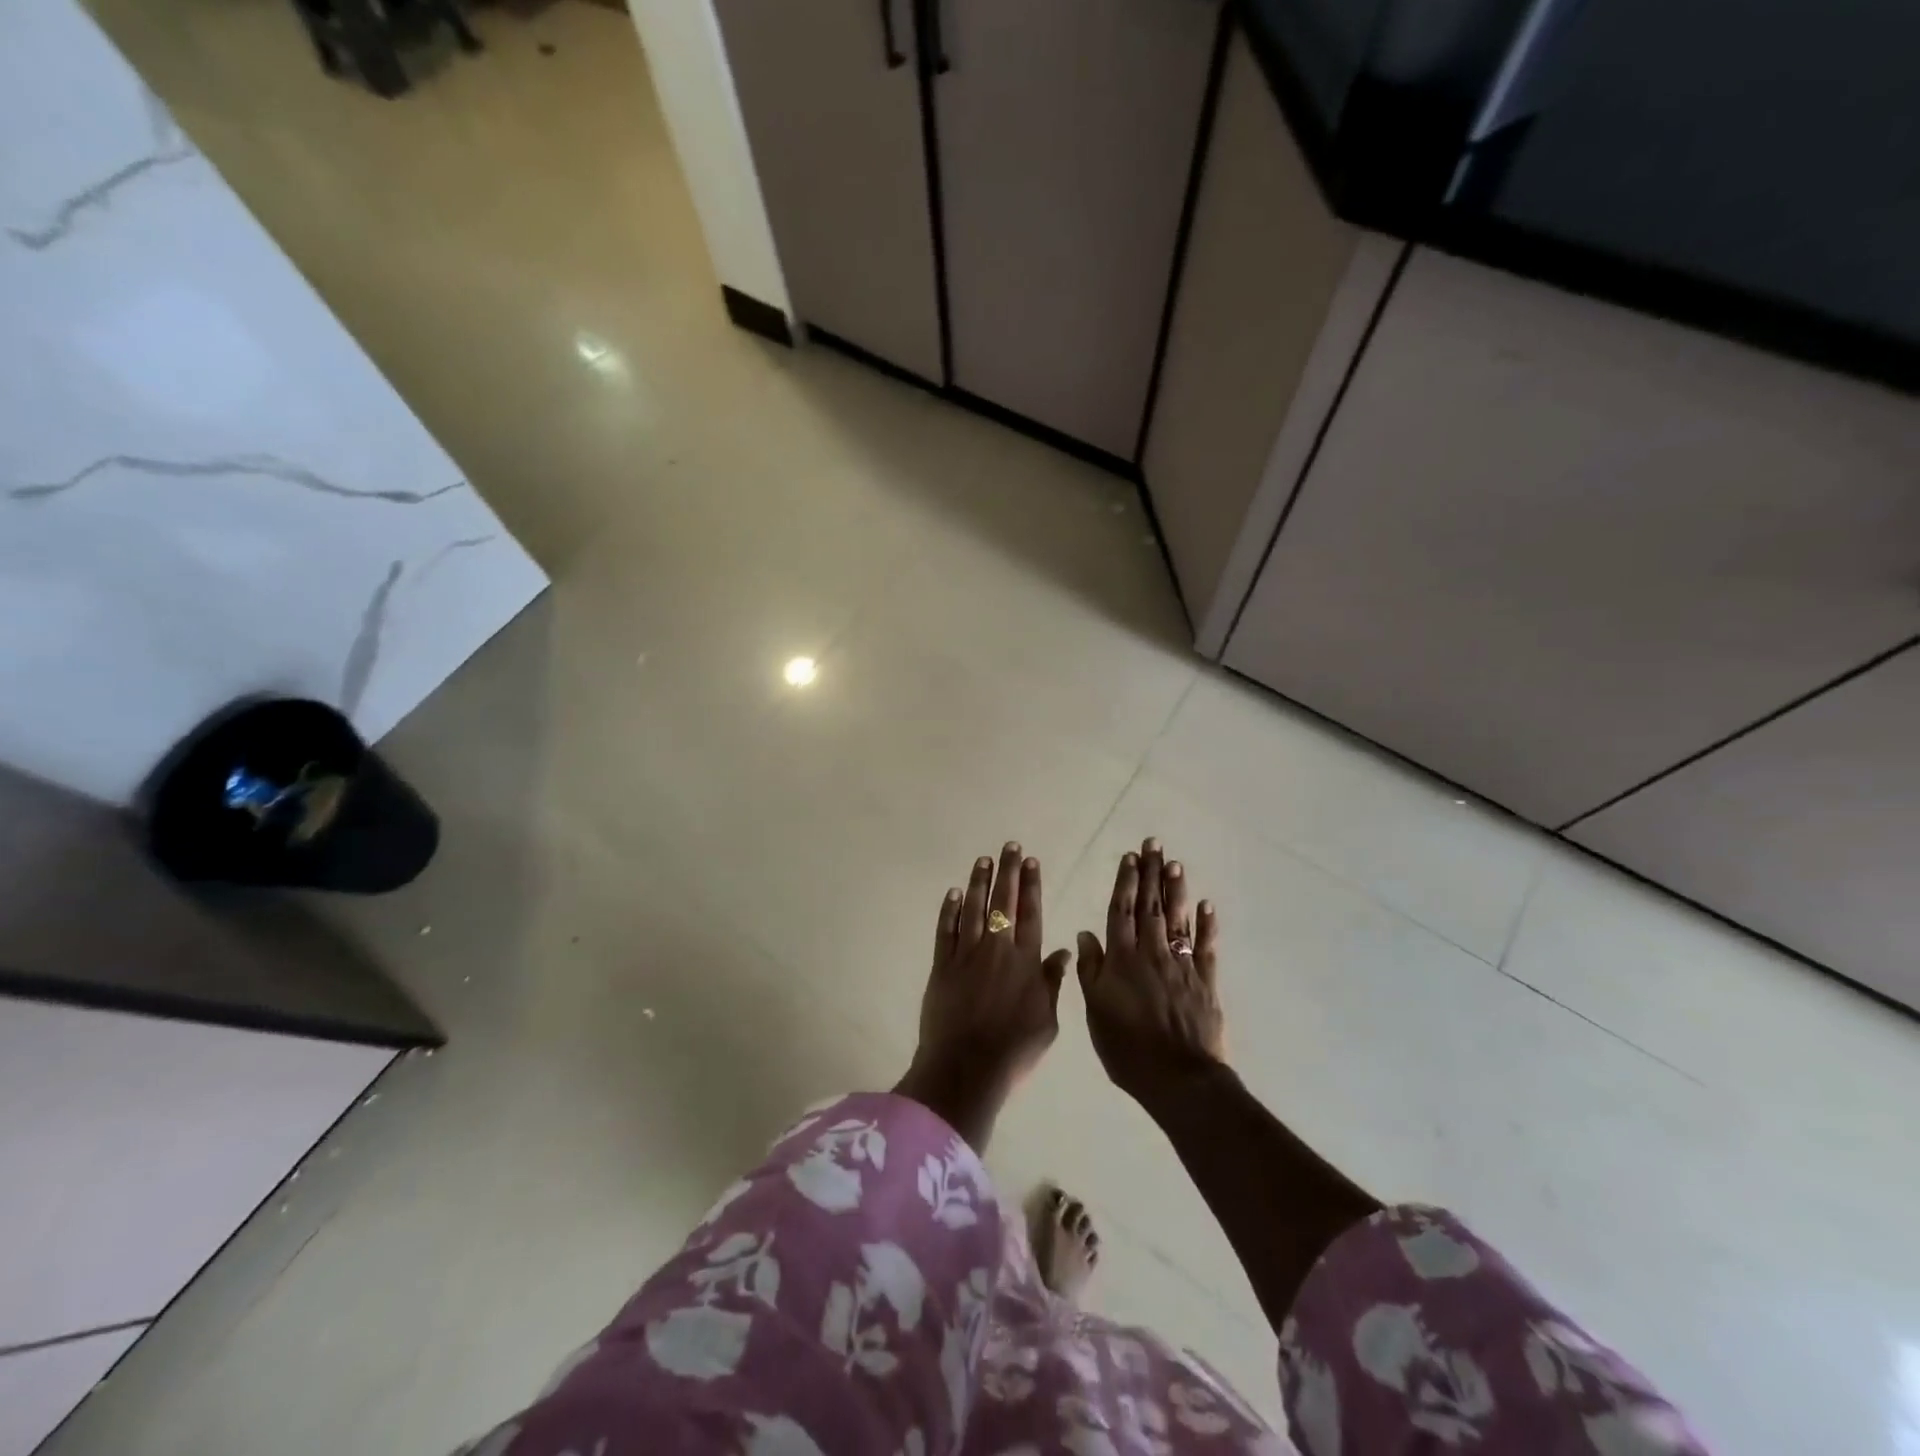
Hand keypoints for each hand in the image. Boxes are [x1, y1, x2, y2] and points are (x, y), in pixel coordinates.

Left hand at [896, 842, 1072, 1150]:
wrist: (966, 1067)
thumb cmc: (1013, 1050)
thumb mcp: (1047, 1022)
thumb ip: (1052, 983)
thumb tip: (1061, 952)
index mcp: (1025, 961)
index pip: (1031, 913)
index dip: (1031, 885)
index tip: (1031, 861)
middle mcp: (997, 949)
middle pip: (1003, 902)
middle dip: (1007, 872)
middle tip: (1009, 846)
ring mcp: (966, 954)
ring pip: (972, 908)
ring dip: (978, 882)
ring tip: (983, 860)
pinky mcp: (942, 965)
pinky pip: (946, 930)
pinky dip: (949, 909)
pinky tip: (953, 893)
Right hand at [1075, 838, 1225, 1111]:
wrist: (1178, 1078)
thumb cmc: (1127, 1049)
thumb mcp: (1095, 1011)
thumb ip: (1091, 970)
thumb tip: (1085, 934)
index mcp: (1122, 959)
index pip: (1122, 911)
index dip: (1125, 882)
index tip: (1129, 857)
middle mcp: (1151, 953)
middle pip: (1150, 906)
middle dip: (1151, 873)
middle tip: (1153, 844)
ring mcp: (1181, 965)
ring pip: (1177, 919)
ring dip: (1175, 889)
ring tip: (1174, 863)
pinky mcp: (1205, 981)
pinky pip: (1205, 946)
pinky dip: (1206, 925)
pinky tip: (1206, 905)